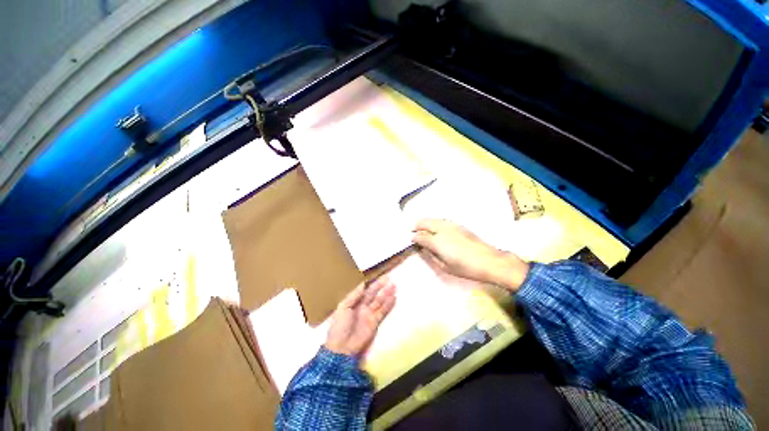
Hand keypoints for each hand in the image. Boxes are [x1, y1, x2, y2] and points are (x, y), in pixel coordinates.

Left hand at [325, 277, 395, 356]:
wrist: (341, 347)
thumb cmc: (339, 326)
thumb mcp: (343, 308)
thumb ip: (353, 296)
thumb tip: (363, 284)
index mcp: (354, 302)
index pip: (365, 290)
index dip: (372, 283)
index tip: (378, 275)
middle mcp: (363, 306)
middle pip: (373, 293)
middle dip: (381, 286)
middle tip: (389, 277)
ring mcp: (369, 314)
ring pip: (380, 301)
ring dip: (386, 293)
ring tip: (394, 285)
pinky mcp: (375, 322)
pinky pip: (383, 311)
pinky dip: (388, 305)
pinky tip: (393, 298)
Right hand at [412, 219, 529, 291]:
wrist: (489, 261)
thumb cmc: (465, 268)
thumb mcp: (444, 267)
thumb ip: (431, 256)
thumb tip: (424, 249)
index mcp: (437, 241)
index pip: (420, 236)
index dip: (413, 237)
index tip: (410, 239)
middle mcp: (442, 229)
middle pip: (424, 222)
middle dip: (416, 225)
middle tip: (412, 229)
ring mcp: (451, 225)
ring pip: (433, 219)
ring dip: (425, 222)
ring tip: (421, 226)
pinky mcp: (458, 225)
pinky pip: (441, 220)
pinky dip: (434, 222)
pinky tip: (435, 227)